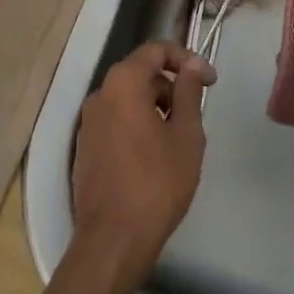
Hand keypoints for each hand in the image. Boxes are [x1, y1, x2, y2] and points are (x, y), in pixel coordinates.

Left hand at [71, 41, 215, 283]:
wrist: (111, 243)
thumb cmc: (156, 184)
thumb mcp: (186, 136)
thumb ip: (189, 92)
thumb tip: (192, 65)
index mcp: (123, 82)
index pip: (156, 50)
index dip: (186, 59)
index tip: (209, 80)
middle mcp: (100, 94)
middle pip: (140, 73)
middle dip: (170, 87)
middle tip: (193, 116)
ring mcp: (87, 122)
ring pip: (127, 99)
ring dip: (154, 108)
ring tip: (176, 141)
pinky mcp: (84, 147)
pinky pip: (115, 121)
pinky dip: (136, 126)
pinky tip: (152, 157)